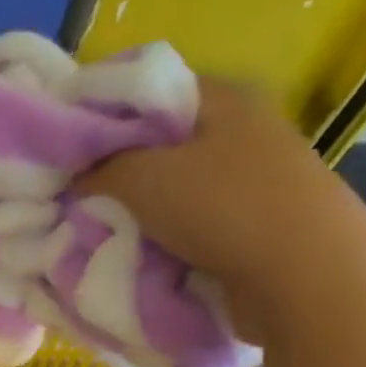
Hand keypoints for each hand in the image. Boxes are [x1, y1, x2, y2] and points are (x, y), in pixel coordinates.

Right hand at [78, 78, 365, 342]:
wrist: (301, 275)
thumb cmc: (222, 208)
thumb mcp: (142, 178)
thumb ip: (100, 169)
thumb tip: (77, 176)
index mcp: (222, 100)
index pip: (148, 91)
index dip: (102, 113)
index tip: (64, 145)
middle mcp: (240, 131)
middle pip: (158, 143)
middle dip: (115, 169)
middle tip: (72, 193)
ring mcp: (250, 179)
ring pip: (173, 186)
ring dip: (136, 208)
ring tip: (96, 227)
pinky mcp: (252, 223)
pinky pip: (189, 222)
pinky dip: (161, 235)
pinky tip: (134, 250)